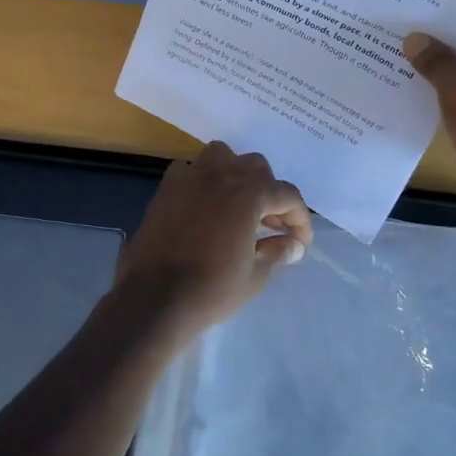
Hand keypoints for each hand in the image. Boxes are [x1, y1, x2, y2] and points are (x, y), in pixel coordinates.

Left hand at [113, 141, 312, 341]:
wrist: (154, 298)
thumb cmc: (211, 289)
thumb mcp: (255, 276)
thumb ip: (277, 253)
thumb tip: (293, 245)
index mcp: (249, 194)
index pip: (287, 195)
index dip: (299, 218)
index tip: (300, 242)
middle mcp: (221, 175)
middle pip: (256, 167)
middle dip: (269, 191)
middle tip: (270, 223)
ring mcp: (190, 178)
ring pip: (221, 156)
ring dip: (235, 174)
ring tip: (237, 204)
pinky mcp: (165, 189)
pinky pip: (190, 170)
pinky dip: (202, 180)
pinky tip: (204, 205)